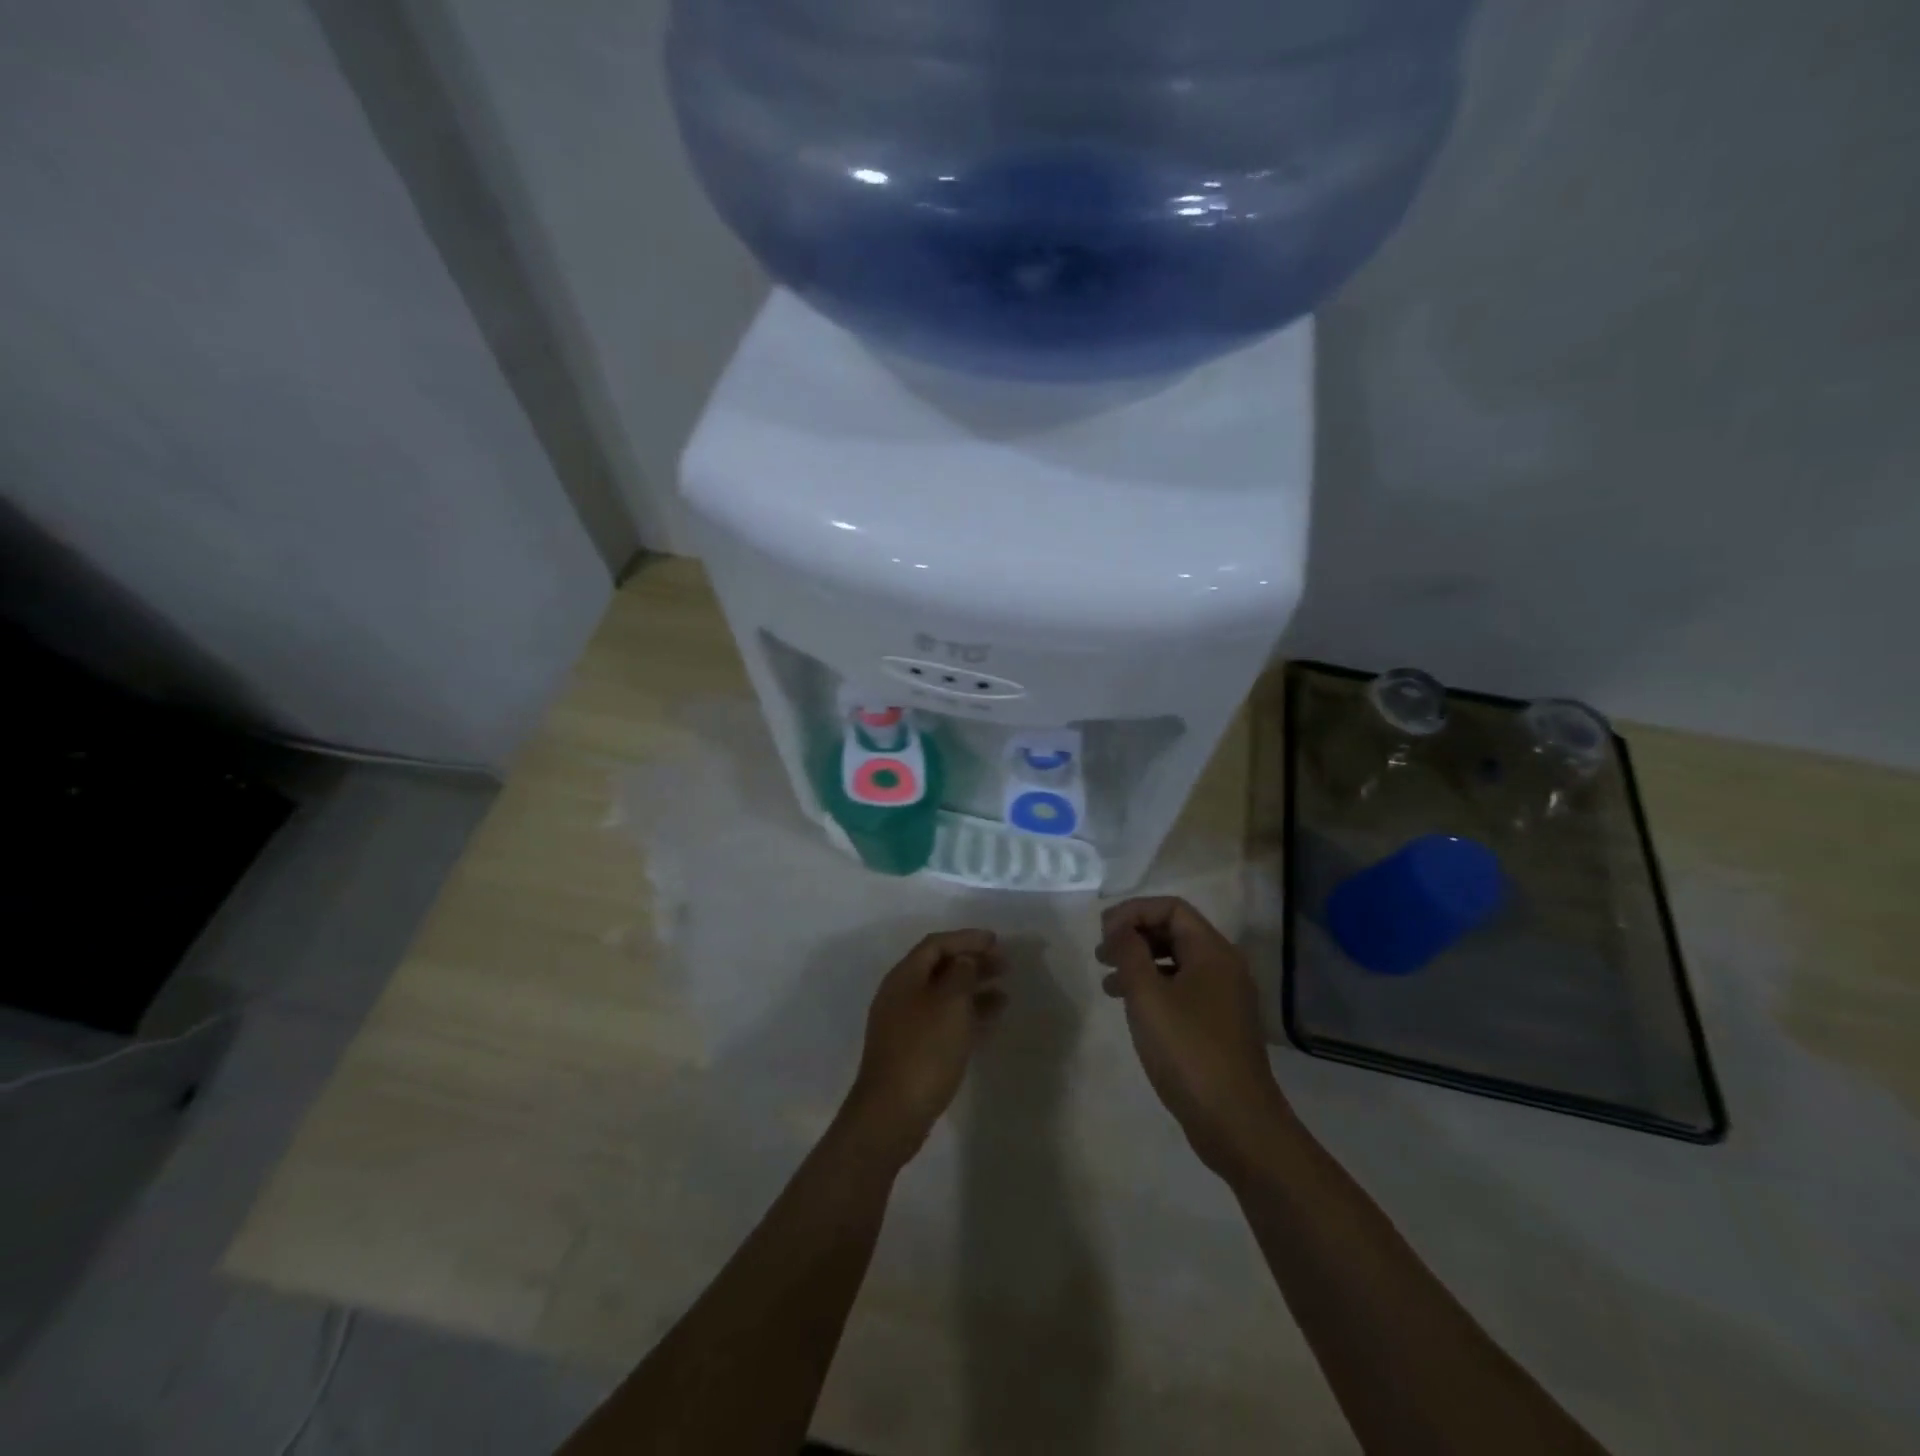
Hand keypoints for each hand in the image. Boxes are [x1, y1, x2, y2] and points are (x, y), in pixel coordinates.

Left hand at [839, 929, 1006, 1167]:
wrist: (892, 1112)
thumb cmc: (924, 1050)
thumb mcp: (949, 1003)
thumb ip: (960, 974)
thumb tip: (964, 961)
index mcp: (904, 977)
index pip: (936, 944)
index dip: (966, 938)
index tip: (995, 940)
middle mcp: (901, 994)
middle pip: (940, 967)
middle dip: (972, 962)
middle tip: (1005, 964)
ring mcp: (905, 1023)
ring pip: (944, 995)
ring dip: (973, 989)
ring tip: (1005, 993)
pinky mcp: (913, 1049)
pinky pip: (944, 1019)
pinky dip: (967, 1014)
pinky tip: (989, 1020)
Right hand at [1098, 897, 1290, 1177]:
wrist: (1236, 1123)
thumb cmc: (1188, 1051)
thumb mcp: (1148, 996)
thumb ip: (1129, 952)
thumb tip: (1119, 926)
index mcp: (1213, 952)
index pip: (1171, 908)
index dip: (1133, 912)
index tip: (1103, 933)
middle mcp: (1224, 966)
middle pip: (1175, 931)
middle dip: (1134, 935)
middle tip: (1101, 954)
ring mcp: (1224, 997)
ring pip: (1176, 961)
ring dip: (1140, 962)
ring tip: (1107, 981)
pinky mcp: (1218, 1024)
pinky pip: (1182, 988)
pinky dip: (1153, 987)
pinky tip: (1130, 1007)